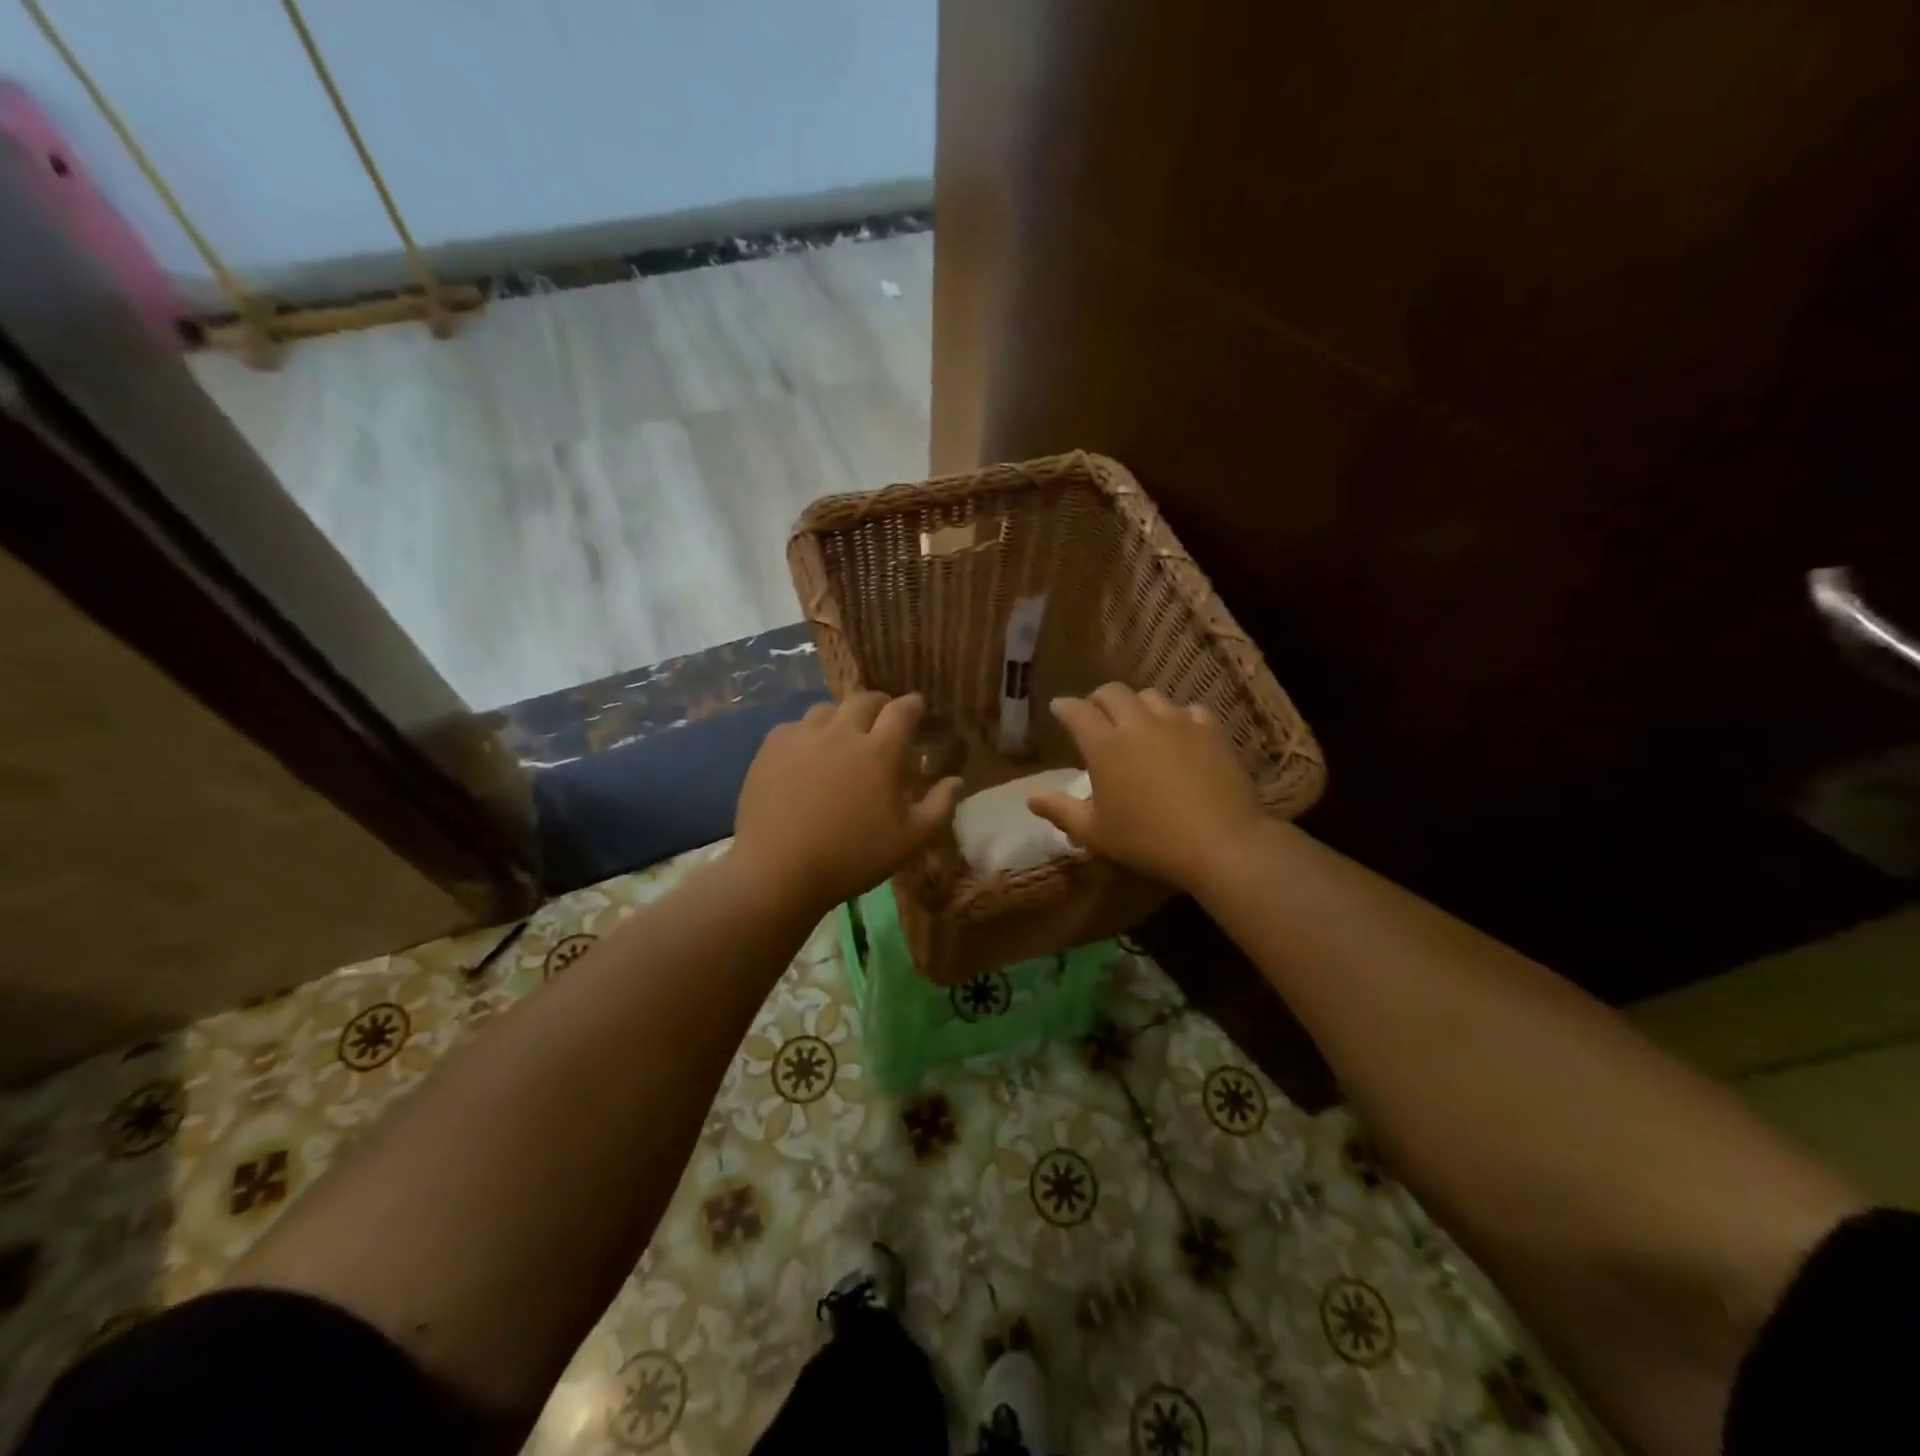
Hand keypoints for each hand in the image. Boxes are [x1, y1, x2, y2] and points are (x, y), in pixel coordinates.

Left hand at [734, 692, 961, 911]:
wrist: (778, 871)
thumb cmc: (852, 857)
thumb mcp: (910, 840)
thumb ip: (940, 806)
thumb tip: (957, 780)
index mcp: (880, 750)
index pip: (903, 709)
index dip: (914, 706)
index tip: (918, 710)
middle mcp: (842, 731)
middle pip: (865, 700)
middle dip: (880, 705)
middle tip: (884, 722)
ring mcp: (802, 736)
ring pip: (828, 709)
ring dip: (843, 717)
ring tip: (844, 737)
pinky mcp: (771, 747)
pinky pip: (795, 726)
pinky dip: (809, 733)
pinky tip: (807, 754)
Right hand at [1027, 684, 1263, 890]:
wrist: (1219, 842)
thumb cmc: (1148, 840)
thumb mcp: (1095, 833)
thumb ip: (1060, 811)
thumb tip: (1031, 798)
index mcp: (1104, 745)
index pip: (1076, 711)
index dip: (1064, 707)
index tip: (1059, 709)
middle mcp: (1138, 723)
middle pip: (1113, 692)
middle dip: (1098, 699)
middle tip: (1096, 715)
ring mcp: (1177, 722)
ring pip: (1150, 696)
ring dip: (1137, 706)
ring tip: (1138, 723)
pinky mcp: (1210, 730)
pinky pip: (1188, 710)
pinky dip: (1177, 718)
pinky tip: (1179, 735)